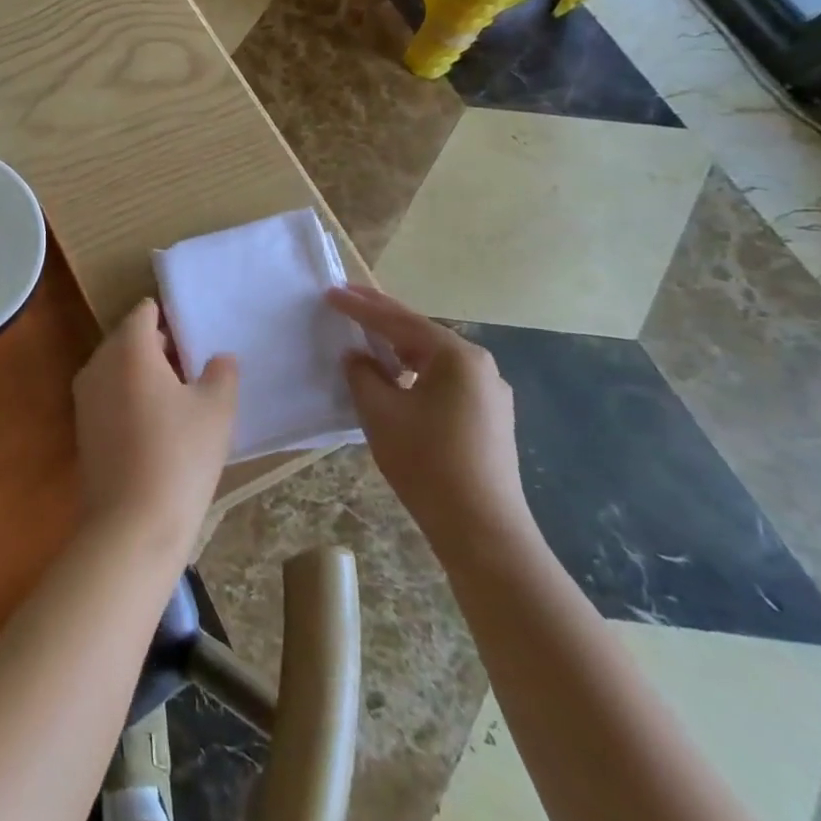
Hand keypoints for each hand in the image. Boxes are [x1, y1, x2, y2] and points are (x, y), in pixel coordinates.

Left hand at [71, 299, 237, 551]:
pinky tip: (158, 426)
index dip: (171, 318)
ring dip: (144, 373)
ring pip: (117, 367)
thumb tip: (219, 358)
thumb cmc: (180, 456)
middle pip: (128, 338)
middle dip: (159, 346)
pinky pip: (109, 395)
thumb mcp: (217, 409)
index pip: (145, 312)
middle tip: (195, 367)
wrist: (131, 525)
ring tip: (181, 397)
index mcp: (128, 348)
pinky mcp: (82, 427)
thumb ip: (222, 373)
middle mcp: (99, 363)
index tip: (196, 336)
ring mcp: (85, 396)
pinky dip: (130, 397)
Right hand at [328, 285, 532, 555]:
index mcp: (456, 356)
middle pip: (420, 333)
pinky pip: (444, 379)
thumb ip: (362, 375)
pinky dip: (416, 370)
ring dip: (398, 345)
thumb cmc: (427, 463)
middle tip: (347, 299)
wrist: (482, 529)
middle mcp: (479, 365)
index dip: (360, 307)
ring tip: (367, 334)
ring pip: (433, 357)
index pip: (397, 322)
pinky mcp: (489, 417)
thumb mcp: (380, 413)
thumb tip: (357, 357)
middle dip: (381, 317)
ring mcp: (489, 392)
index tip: (330, 291)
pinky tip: (397, 376)